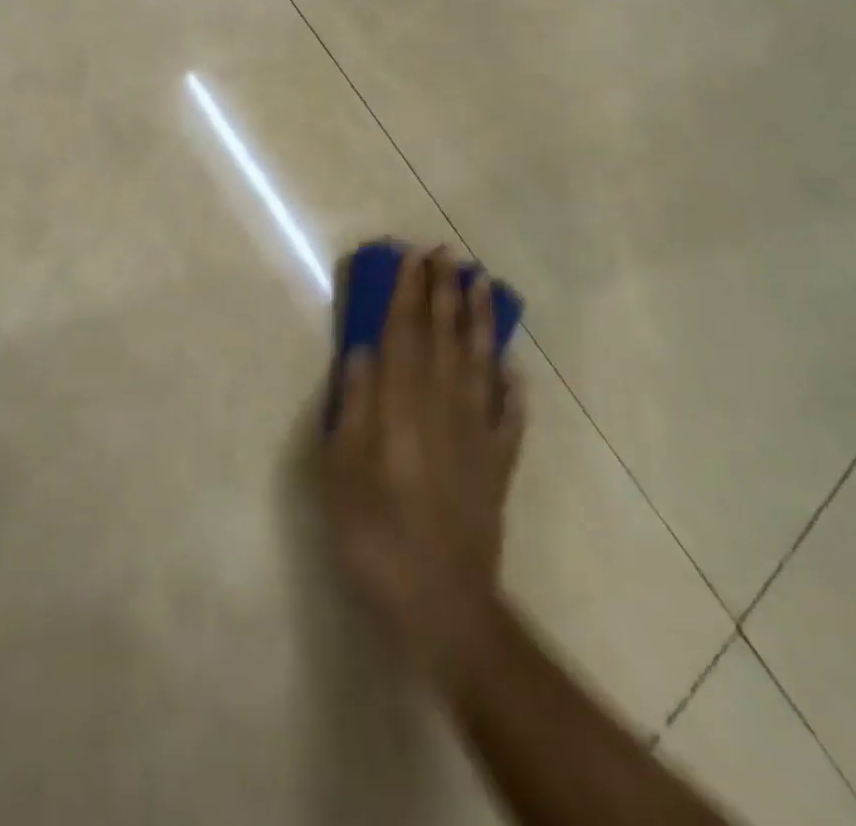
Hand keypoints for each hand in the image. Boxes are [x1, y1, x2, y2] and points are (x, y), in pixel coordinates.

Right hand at [321, 246, 524, 678]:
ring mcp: (477, 435)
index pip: (405, 333)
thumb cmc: (375, 531)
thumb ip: (354, 405)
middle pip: (445, 338)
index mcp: (402, 405)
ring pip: (480, 365)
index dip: (408, 292)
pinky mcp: (497, 465)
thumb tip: (363, 352)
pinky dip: (511, 387)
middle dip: (444, 292)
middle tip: (447, 254)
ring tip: (481, 286)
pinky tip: (513, 368)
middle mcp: (443, 407)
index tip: (412, 256)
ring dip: (479, 322)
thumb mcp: (342, 468)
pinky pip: (508, 415)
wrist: (442, 602)